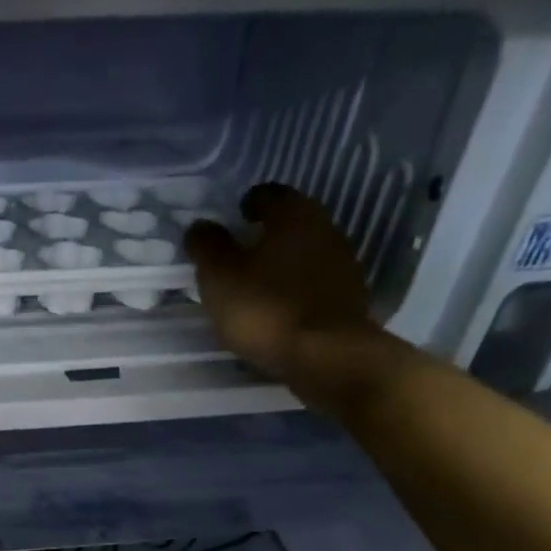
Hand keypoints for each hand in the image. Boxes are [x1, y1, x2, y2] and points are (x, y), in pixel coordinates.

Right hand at [184, 184, 373, 382]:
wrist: (326, 356)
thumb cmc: (266, 308)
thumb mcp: (219, 277)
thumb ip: (207, 246)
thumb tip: (200, 226)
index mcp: (294, 214)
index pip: (269, 194)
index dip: (247, 204)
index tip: (232, 220)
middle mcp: (325, 228)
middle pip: (291, 222)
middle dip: (267, 234)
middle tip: (239, 253)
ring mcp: (343, 264)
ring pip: (305, 253)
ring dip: (283, 263)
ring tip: (256, 285)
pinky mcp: (349, 297)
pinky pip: (315, 283)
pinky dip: (297, 289)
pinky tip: (279, 309)